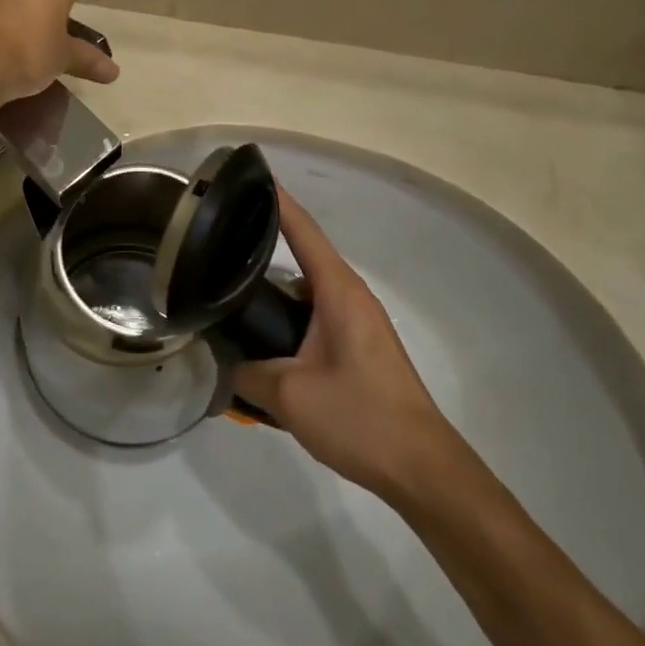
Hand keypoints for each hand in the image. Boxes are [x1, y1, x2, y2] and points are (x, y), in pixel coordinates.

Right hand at [233, 190, 454, 495]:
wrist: (421, 469)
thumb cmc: (360, 417)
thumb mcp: (289, 395)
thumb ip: (247, 372)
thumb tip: (223, 363)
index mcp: (338, 291)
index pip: (303, 231)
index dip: (277, 201)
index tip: (249, 176)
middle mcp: (350, 296)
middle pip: (303, 253)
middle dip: (266, 238)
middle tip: (222, 233)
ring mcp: (357, 322)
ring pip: (307, 288)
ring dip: (274, 283)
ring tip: (231, 281)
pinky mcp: (358, 347)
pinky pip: (314, 314)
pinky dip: (287, 312)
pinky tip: (261, 332)